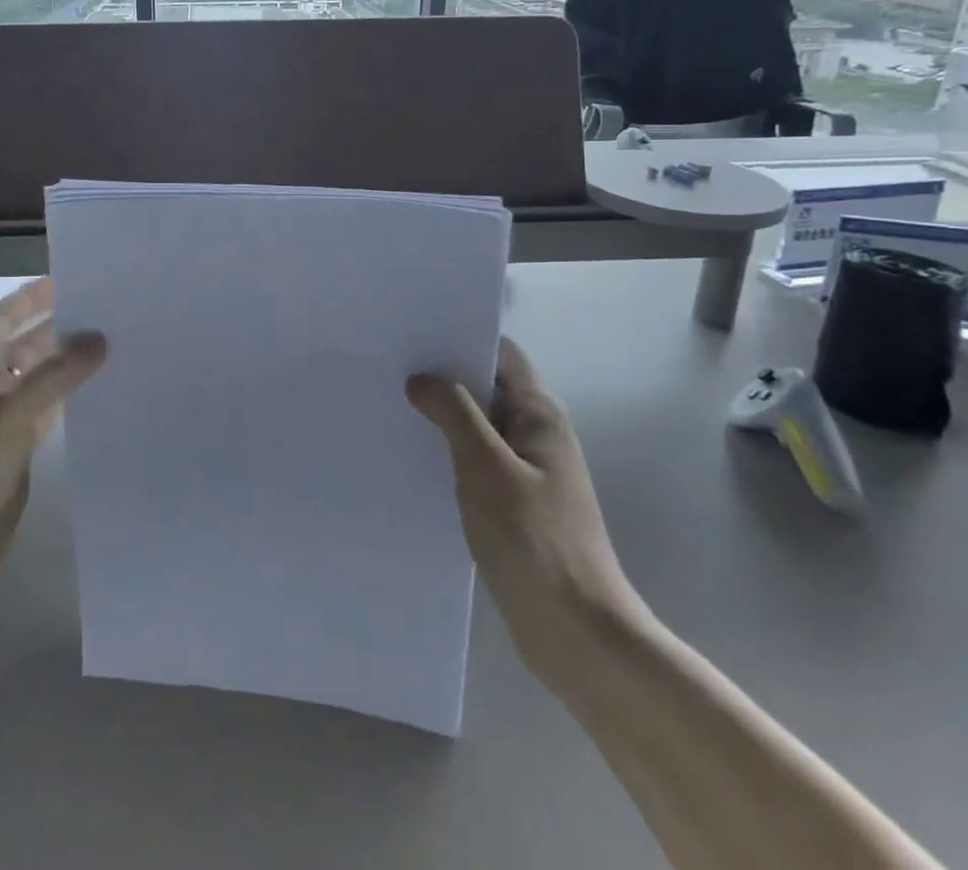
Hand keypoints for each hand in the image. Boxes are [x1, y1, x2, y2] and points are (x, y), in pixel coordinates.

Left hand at [0, 278, 107, 629]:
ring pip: (43, 384)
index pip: (5, 318)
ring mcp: (1, 426)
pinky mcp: (15, 460)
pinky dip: (73, 405)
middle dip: (63, 329)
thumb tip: (100, 337)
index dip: (33, 297)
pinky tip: (104, 399)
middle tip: (114, 313)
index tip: (74, 277)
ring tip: (120, 348)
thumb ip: (54, 374)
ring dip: (72, 367)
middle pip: (29, 347)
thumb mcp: (4, 415)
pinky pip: (50, 419)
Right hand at [406, 338, 644, 683]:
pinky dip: (448, 453)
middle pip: (487, 388)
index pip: (502, 354)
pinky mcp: (515, 506)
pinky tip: (412, 457)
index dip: (462, 337)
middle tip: (390, 366)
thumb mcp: (486, 467)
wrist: (577, 635)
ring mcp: (527, 472)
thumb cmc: (534, 540)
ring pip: (479, 427)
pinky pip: (476, 463)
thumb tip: (421, 378)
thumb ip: (454, 413)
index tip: (415, 333)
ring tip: (390, 404)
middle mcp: (536, 435)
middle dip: (443, 376)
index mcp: (540, 415)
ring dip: (442, 417)